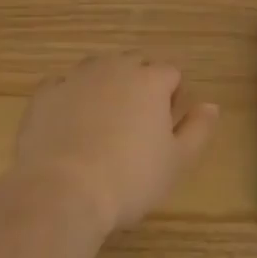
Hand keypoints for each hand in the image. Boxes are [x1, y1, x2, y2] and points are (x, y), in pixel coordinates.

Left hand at [11, 53, 219, 234]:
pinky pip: (62, 86)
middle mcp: (115, 68)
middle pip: (134, 65)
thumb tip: (211, 106)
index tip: (164, 129)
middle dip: (139, 86)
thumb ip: (198, 129)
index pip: (170, 74)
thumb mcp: (176, 162)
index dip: (171, 98)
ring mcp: (77, 78)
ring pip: (98, 69)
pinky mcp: (45, 94)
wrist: (61, 192)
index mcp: (150, 80)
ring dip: (104, 86)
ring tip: (101, 124)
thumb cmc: (128, 179)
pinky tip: (67, 126)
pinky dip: (68, 98)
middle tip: (134, 126)